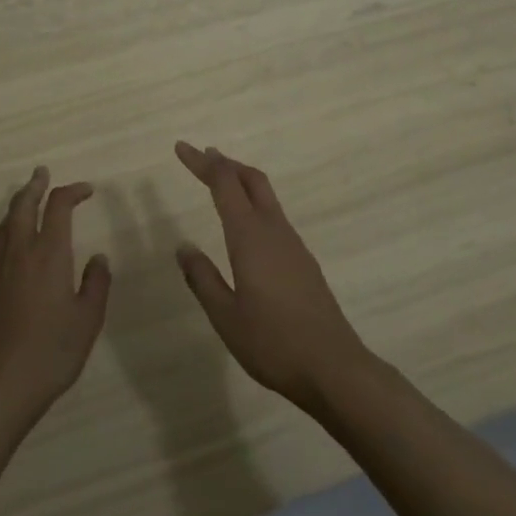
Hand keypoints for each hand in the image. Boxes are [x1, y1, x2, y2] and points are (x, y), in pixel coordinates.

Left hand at [0, 167, 111, 428]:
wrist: (1, 385)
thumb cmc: (52, 351)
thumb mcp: (88, 319)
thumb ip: (96, 284)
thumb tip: (98, 258)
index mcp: (49, 253)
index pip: (58, 206)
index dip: (72, 191)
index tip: (88, 190)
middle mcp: (21, 252)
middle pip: (23, 205)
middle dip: (35, 186)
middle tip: (43, 173)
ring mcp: (0, 268)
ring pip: (7, 221)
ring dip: (19, 203)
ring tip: (29, 198)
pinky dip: (9, 225)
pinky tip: (13, 237)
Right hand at [172, 142, 368, 411]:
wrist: (334, 367)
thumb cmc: (273, 342)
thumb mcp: (225, 316)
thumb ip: (202, 278)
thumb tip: (183, 247)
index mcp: (250, 237)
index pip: (223, 184)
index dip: (202, 163)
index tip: (181, 148)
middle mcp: (274, 230)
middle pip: (251, 179)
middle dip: (226, 163)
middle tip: (202, 156)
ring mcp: (293, 244)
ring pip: (266, 196)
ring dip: (242, 181)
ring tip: (222, 182)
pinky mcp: (303, 261)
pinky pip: (275, 216)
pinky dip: (255, 203)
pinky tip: (247, 225)